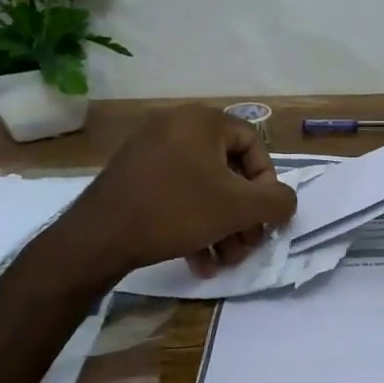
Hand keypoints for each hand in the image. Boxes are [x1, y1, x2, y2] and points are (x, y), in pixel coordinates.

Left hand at [56, 105, 297, 277]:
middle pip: (228, 170)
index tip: (263, 216)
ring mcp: (150, 150)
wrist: (98, 237)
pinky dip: (193, 223)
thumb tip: (286, 202)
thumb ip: (276, 202)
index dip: (266, 183)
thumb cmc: (176, 211)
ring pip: (202, 188)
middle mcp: (176, 126)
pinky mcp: (133, 176)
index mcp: (202, 121)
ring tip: (225, 260)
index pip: (253, 144)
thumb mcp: (238, 208)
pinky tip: (199, 261)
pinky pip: (176, 194)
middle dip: (242, 214)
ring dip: (221, 225)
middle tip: (246, 245)